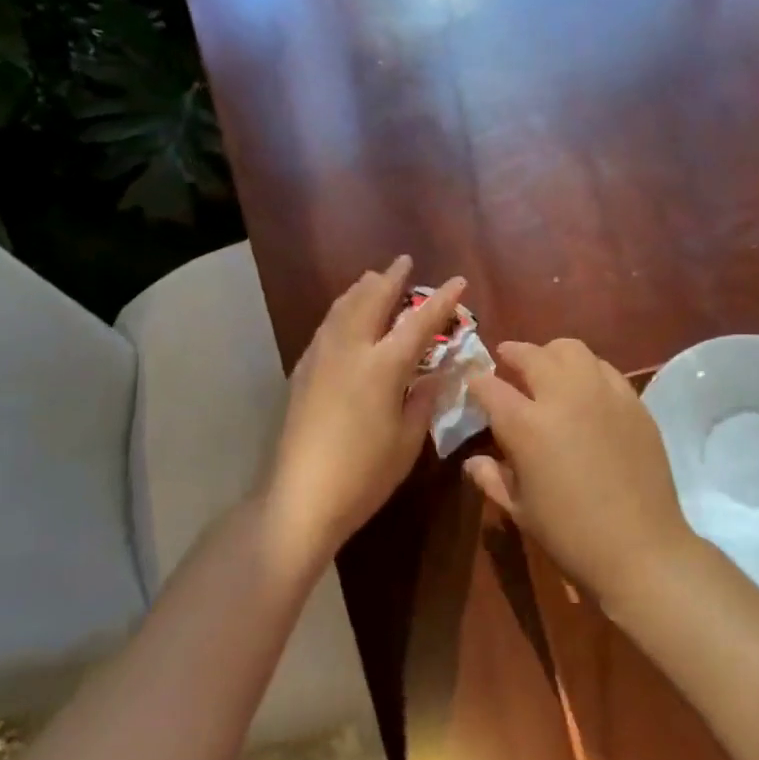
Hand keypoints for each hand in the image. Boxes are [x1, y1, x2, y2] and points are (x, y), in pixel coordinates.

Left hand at [266, 257, 465, 560]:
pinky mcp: (301, 373)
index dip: (441, 300)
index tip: (458, 280)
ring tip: (372, 279)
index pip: (419, 323)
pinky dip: (340, 311)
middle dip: (390, 279)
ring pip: (341, 309)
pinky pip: (325, 327)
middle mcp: (350, 351)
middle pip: (371, 301)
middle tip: (403, 262)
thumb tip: (434, 374)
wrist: (300, 497)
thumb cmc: (364, 473)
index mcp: (383, 366)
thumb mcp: (408, 440)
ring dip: (361, 290)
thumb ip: (423, 400)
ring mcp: (320, 359)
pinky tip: (343, 318)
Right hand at [465, 339, 701, 604]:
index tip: (475, 385)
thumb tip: (473, 461)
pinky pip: (605, 369)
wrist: (640, 547)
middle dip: (513, 354)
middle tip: (507, 361)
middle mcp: (564, 397)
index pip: (490, 387)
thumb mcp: (520, 511)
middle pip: (532, 355)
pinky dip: (587, 369)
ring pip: (572, 349)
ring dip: (552, 354)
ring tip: (547, 368)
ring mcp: (603, 394)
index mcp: (527, 425)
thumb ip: (492, 479)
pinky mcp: (633, 401)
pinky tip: (585, 388)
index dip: (478, 383)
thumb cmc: (570, 535)